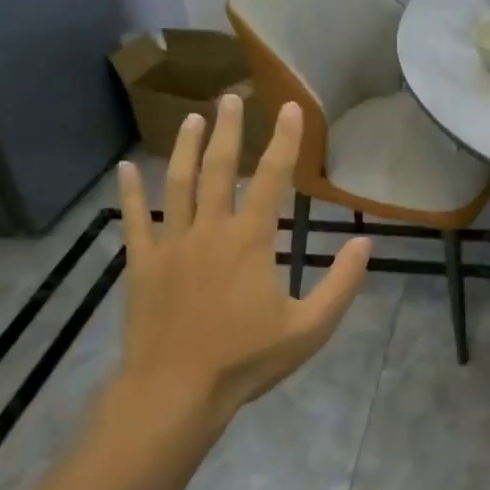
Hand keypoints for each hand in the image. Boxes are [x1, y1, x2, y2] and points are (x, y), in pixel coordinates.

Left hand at [105, 93, 371, 429]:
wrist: (175, 392)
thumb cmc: (246, 360)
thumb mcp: (310, 328)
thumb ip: (341, 284)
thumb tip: (365, 242)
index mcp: (251, 240)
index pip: (272, 177)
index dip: (283, 140)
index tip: (288, 107)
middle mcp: (210, 230)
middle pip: (218, 168)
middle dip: (228, 130)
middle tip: (229, 97)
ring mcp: (171, 244)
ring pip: (177, 184)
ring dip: (184, 147)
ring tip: (190, 118)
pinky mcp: (142, 264)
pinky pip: (135, 221)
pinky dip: (129, 193)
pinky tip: (124, 168)